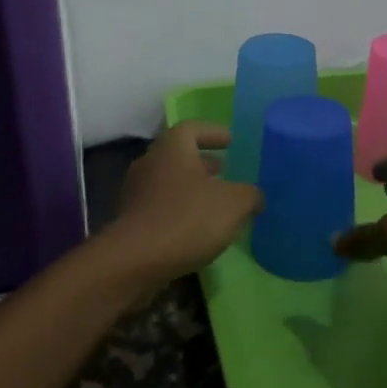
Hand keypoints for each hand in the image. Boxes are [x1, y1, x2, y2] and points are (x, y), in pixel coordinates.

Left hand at [105, 122, 262, 281]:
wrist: (136, 259)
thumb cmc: (187, 218)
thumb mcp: (233, 204)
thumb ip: (250, 195)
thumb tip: (255, 196)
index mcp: (172, 147)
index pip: (193, 128)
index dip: (213, 132)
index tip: (231, 141)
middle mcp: (150, 162)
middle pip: (179, 155)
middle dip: (203, 163)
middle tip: (225, 171)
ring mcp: (136, 191)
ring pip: (169, 181)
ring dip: (192, 187)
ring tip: (216, 202)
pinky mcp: (131, 219)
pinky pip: (161, 206)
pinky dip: (180, 209)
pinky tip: (197, 227)